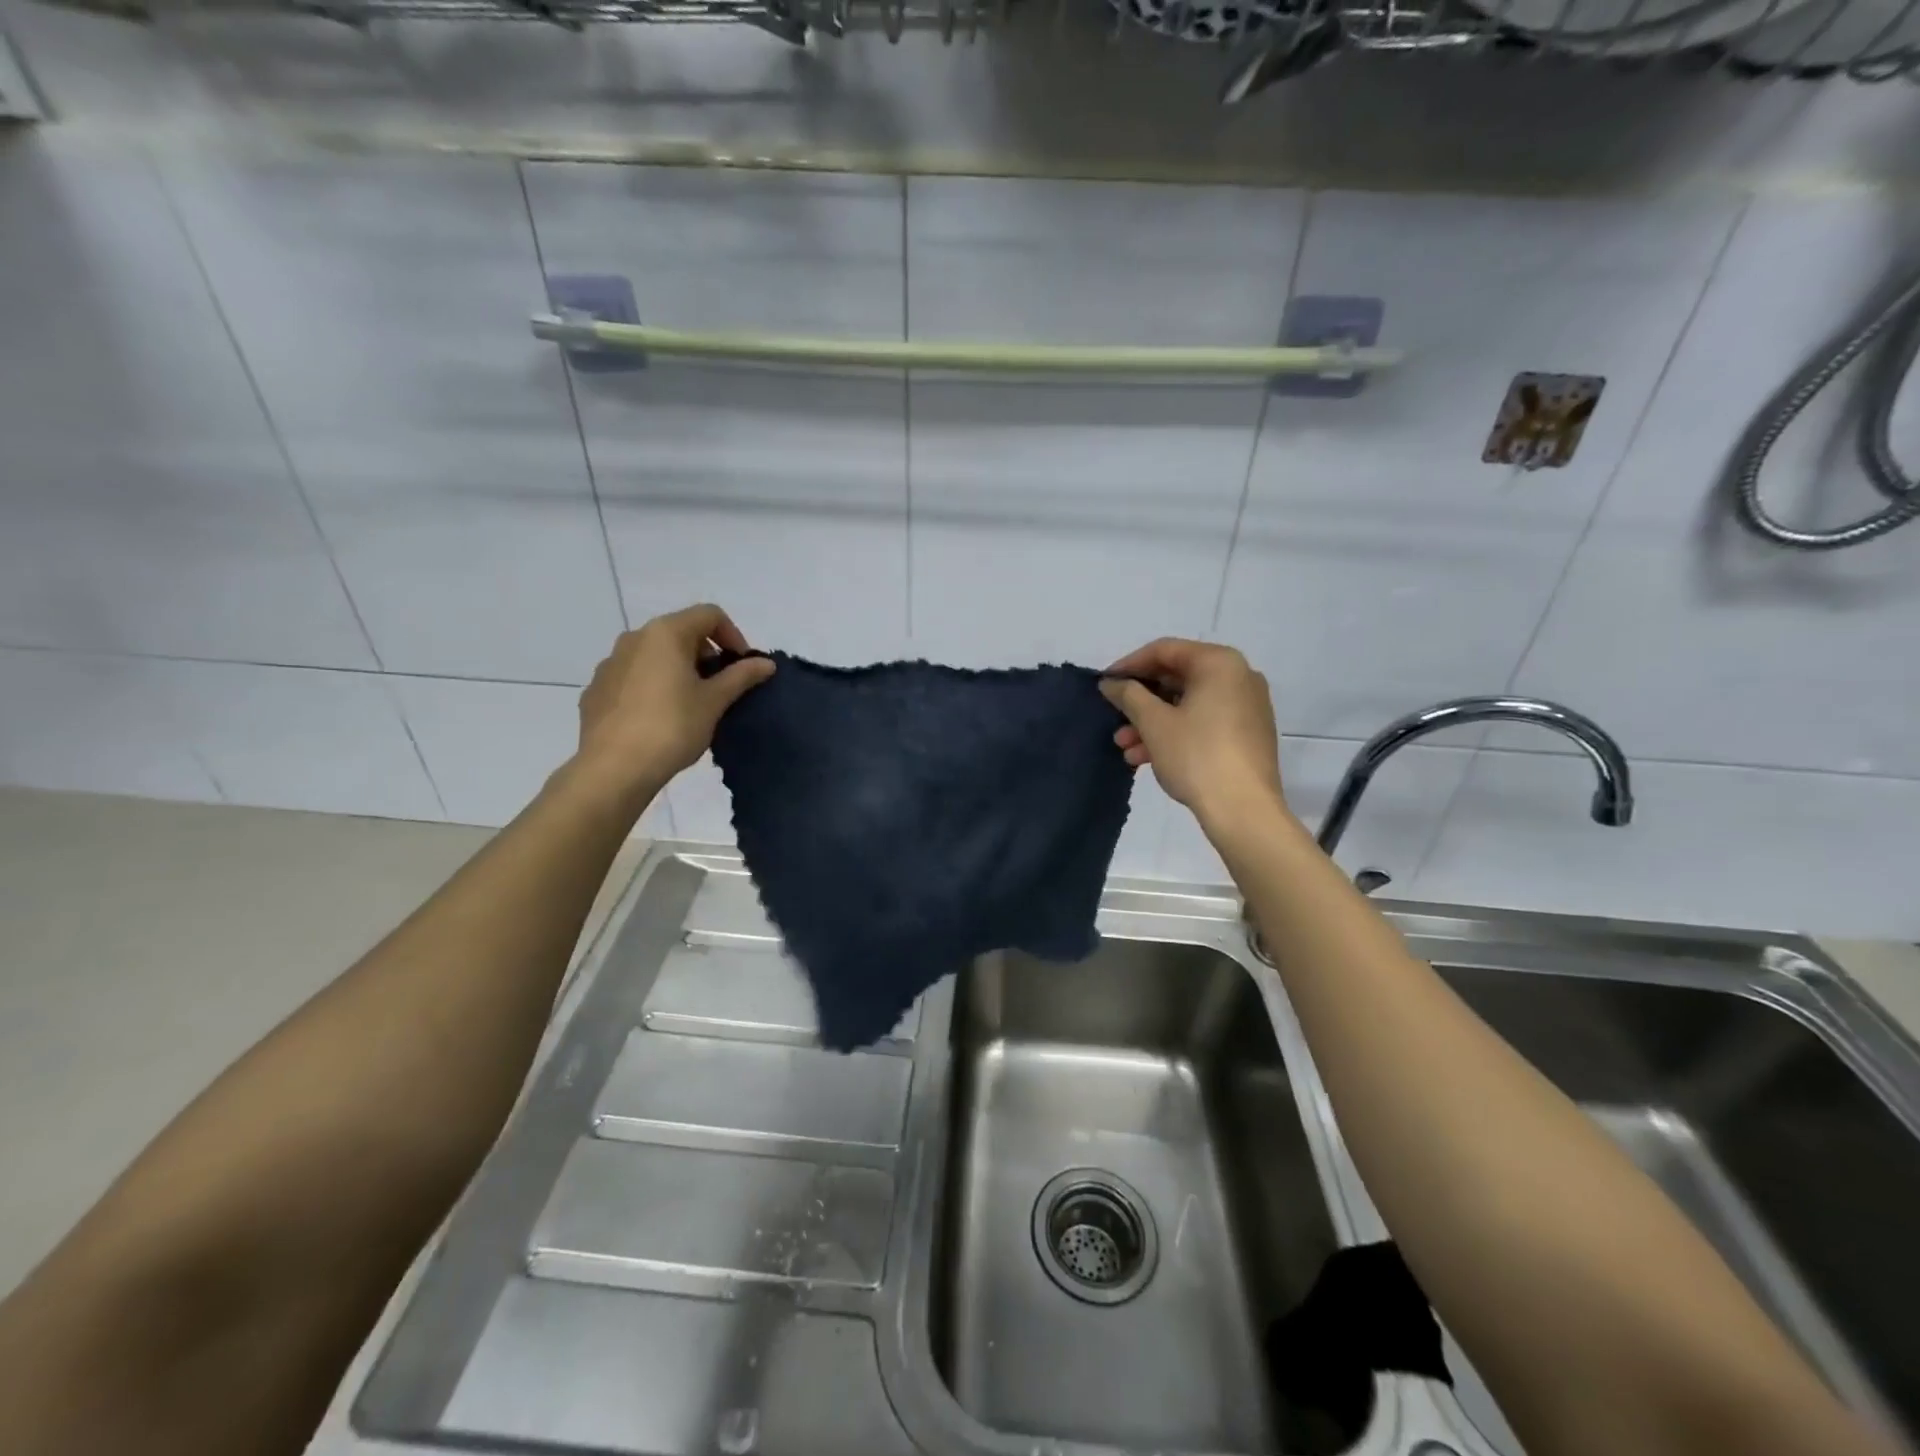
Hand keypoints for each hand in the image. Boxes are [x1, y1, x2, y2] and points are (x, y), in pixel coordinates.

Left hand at [573, 605, 775, 798]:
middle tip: (720, 688)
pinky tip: (659, 719)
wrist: (613, 768)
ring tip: (690, 705)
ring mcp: (610, 664)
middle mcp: (634, 638)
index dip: (733, 636)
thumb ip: (741, 676)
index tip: (742, 667)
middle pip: (680, 632)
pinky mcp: (596, 690)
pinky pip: (632, 678)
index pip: (709, 615)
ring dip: (678, 670)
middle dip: (706, 654)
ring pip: (654, 655)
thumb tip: (766, 663)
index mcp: (666, 633)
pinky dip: (652, 687)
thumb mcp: (715, 701)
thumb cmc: (672, 727)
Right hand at [1099, 638, 1286, 826]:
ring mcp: (1246, 707)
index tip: (1104, 684)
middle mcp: (1239, 677)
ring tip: (1125, 746)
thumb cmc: (1197, 756)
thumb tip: (1111, 683)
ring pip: (1188, 704)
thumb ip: (1129, 695)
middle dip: (1140, 700)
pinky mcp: (1247, 734)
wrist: (1244, 810)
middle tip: (1114, 718)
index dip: (1129, 665)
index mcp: (1220, 663)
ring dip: (1152, 722)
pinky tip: (1146, 757)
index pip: (1165, 650)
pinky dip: (1175, 733)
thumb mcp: (1154, 723)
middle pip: (1177, 678)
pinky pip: (1203, 722)